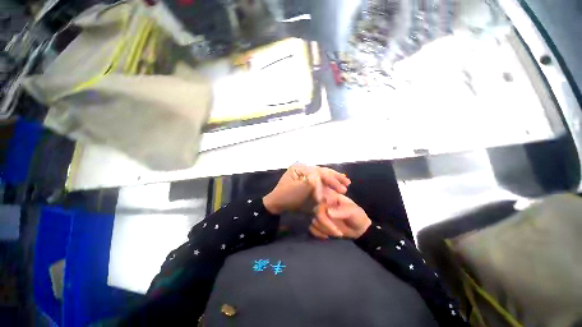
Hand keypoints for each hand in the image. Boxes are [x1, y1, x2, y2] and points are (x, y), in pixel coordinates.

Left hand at [263, 164, 350, 214]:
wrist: (277, 204)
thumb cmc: (287, 197)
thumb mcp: (299, 190)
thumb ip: (312, 183)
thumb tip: (322, 181)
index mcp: (300, 168)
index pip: (319, 172)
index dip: (330, 181)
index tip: (340, 191)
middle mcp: (304, 168)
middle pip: (322, 171)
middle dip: (335, 177)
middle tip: (347, 183)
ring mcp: (305, 174)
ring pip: (322, 175)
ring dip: (334, 179)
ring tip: (346, 182)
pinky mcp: (307, 181)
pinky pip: (319, 181)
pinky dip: (328, 184)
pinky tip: (336, 186)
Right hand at [309, 192, 371, 238]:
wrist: (359, 229)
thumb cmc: (357, 216)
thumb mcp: (352, 211)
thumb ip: (341, 211)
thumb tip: (328, 212)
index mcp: (330, 197)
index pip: (320, 201)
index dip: (322, 210)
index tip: (331, 218)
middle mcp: (323, 204)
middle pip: (316, 213)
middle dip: (326, 224)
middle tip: (339, 232)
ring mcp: (320, 214)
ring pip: (314, 222)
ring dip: (325, 230)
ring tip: (337, 233)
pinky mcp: (318, 224)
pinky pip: (312, 228)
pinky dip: (318, 233)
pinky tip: (328, 236)